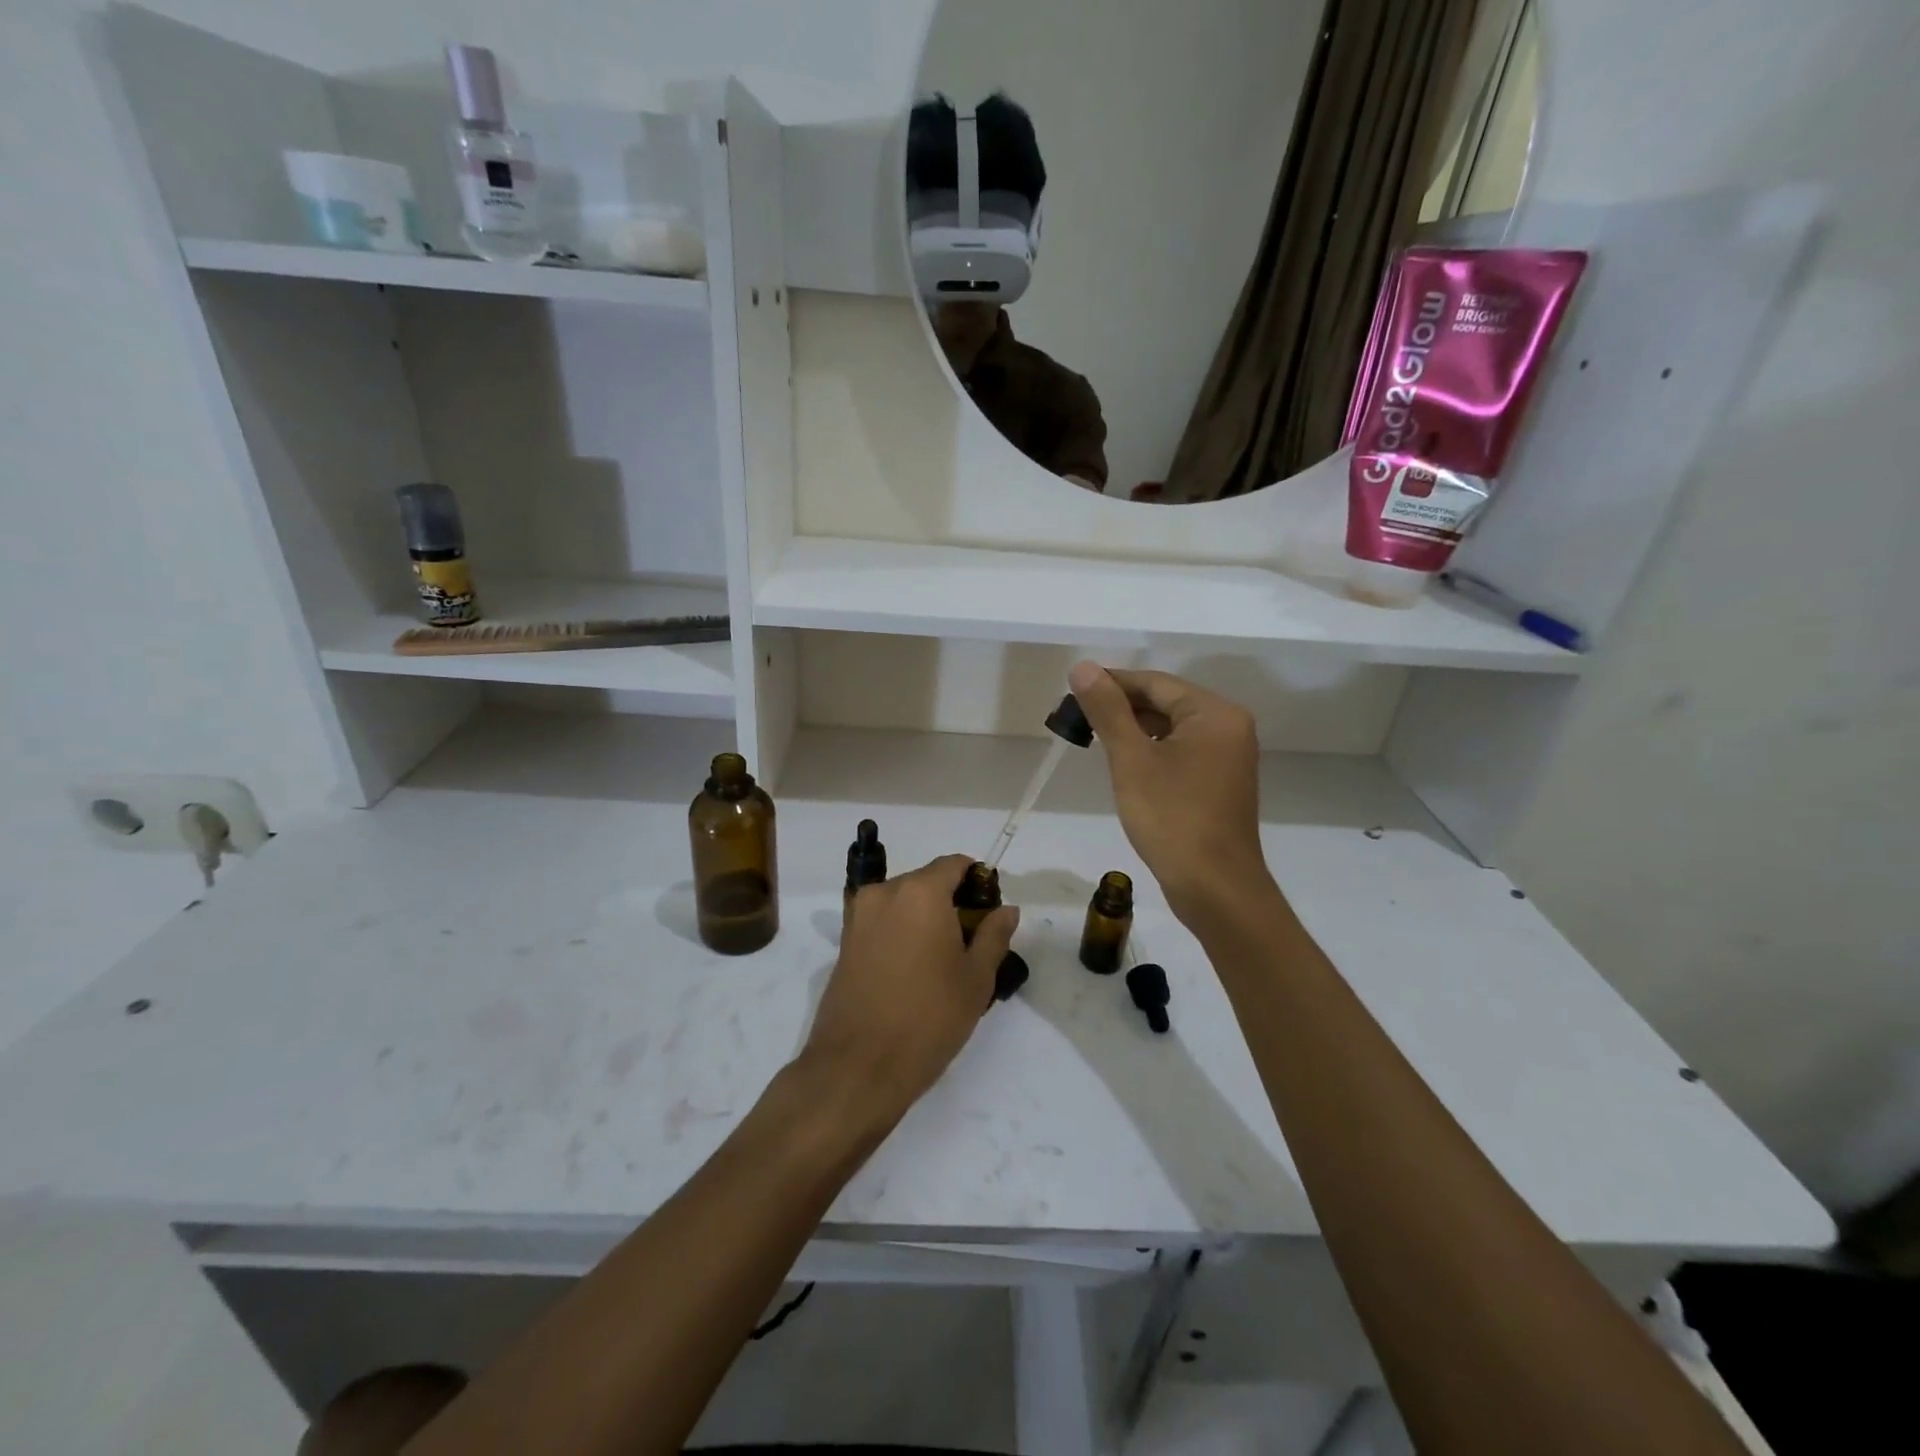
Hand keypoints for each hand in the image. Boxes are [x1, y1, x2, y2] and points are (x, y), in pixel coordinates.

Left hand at [801, 855, 1019, 1125]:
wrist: (858, 1066)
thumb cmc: (928, 1017)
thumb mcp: (976, 979)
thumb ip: (994, 935)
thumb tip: (1006, 909)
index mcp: (920, 892)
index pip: (954, 864)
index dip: (978, 881)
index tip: (990, 912)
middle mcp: (885, 893)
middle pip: (926, 881)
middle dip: (951, 901)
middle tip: (971, 942)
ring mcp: (859, 917)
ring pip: (903, 902)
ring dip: (924, 918)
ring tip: (942, 961)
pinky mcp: (844, 942)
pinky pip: (882, 922)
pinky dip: (901, 933)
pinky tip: (914, 971)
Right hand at [1068, 661, 1276, 926]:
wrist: (1214, 887)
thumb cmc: (1172, 818)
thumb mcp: (1132, 760)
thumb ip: (1107, 710)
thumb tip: (1083, 667)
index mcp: (1214, 713)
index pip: (1155, 682)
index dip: (1111, 683)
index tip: (1072, 693)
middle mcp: (1228, 727)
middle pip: (1166, 702)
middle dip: (1121, 707)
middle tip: (1076, 719)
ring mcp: (1228, 756)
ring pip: (1172, 728)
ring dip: (1134, 730)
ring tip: (1093, 739)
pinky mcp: (1220, 782)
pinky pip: (1181, 751)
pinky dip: (1152, 751)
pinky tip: (1125, 764)